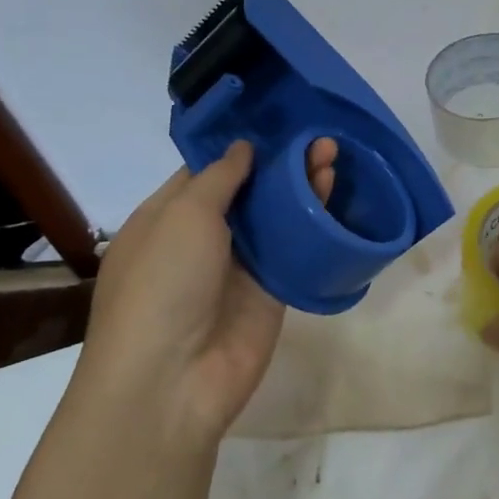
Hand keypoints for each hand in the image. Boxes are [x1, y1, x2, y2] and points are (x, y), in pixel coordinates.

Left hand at [80, 138, 336, 444]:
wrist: (172, 379)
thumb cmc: (162, 284)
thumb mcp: (182, 215)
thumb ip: (219, 177)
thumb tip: (244, 147)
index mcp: (167, 217)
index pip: (207, 171)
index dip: (241, 146)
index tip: (277, 119)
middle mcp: (204, 238)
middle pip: (249, 191)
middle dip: (281, 162)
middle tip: (317, 135)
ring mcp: (240, 265)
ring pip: (277, 216)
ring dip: (302, 185)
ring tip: (333, 152)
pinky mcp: (273, 289)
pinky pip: (296, 247)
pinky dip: (315, 220)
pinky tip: (336, 190)